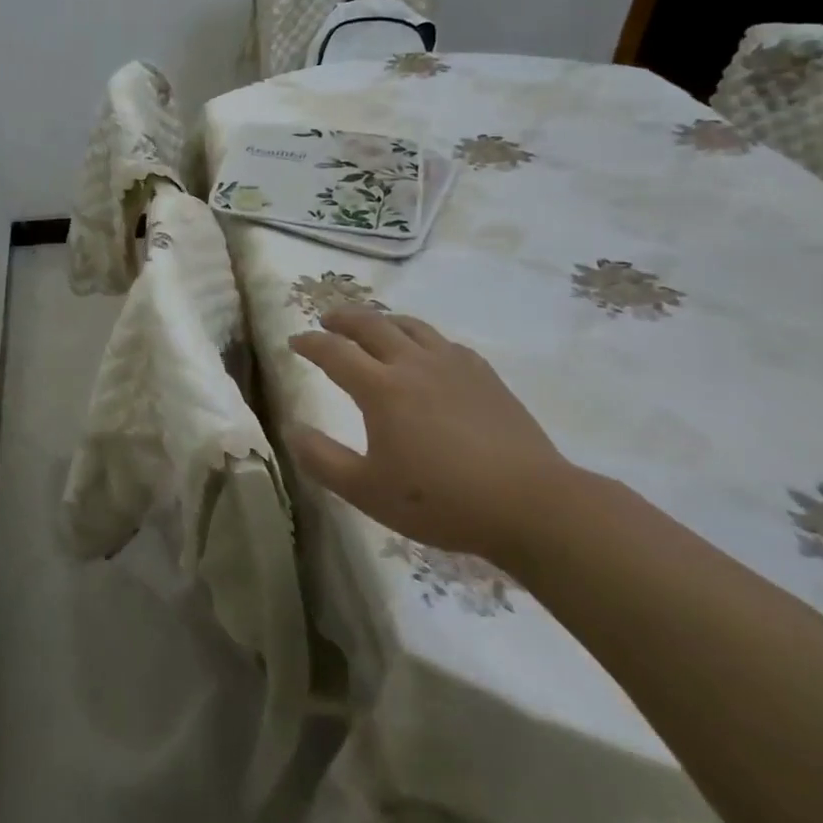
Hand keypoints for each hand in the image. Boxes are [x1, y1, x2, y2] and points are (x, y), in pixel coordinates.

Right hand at [286, 307, 575, 568]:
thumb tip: (291, 430)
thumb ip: (322, 459)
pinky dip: (422, 338)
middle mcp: (413, 364)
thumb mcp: (367, 492)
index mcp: (381, 388)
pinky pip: (444, 342)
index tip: (295, 341)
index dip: (310, 343)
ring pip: (410, 326)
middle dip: (343, 318)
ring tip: (372, 327)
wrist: (530, 504)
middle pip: (371, 324)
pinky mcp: (484, 376)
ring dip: (383, 320)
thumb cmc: (441, 500)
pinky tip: (426, 353)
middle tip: (327, 319)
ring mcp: (453, 365)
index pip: (334, 352)